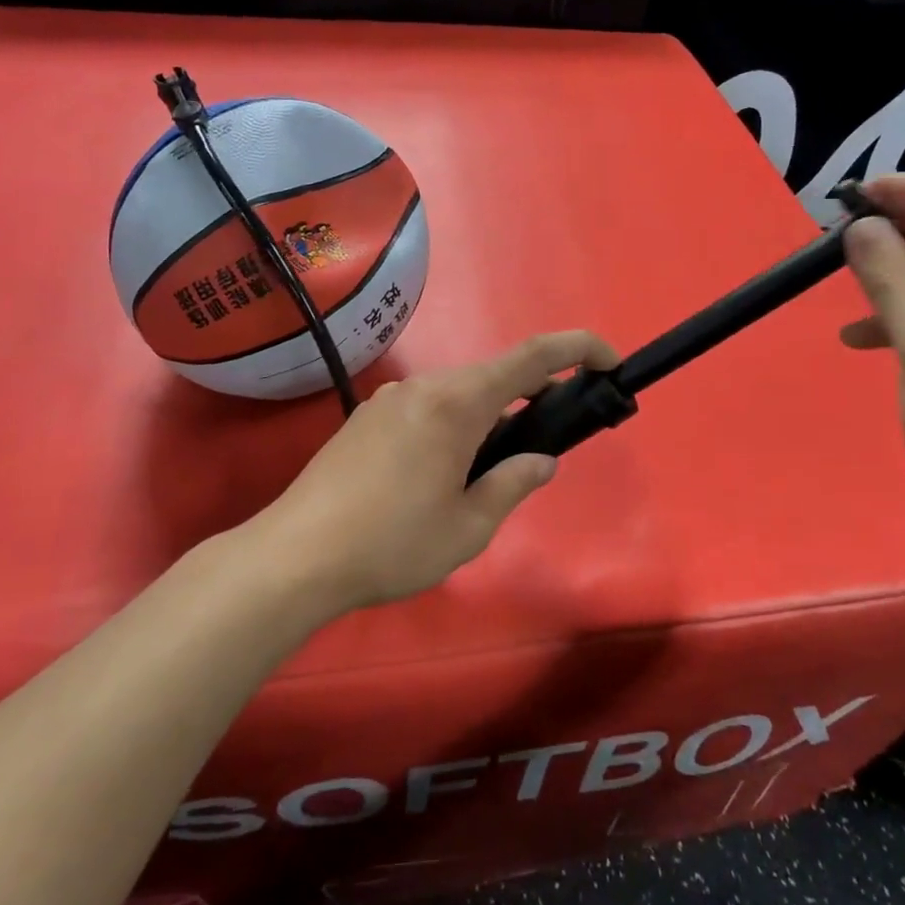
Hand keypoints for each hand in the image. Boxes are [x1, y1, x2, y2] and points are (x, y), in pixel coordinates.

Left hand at [246, 331, 619, 612]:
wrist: (295, 555)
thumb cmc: (392, 543)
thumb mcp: (468, 527)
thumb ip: (513, 483)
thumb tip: (540, 460)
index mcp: (458, 403)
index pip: (533, 356)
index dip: (579, 349)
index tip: (610, 362)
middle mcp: (425, 386)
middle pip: (494, 376)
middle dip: (529, 398)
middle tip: (538, 447)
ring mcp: (391, 398)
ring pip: (458, 393)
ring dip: (486, 418)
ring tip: (479, 476)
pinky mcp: (367, 417)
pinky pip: (427, 407)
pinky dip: (452, 425)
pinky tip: (436, 475)